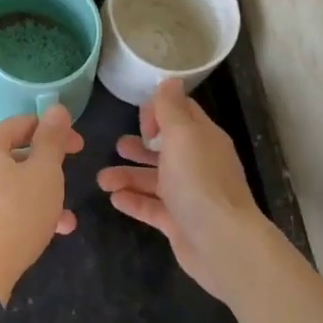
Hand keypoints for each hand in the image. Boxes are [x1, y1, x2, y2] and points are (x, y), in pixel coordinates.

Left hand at [0, 107, 83, 304]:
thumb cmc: (14, 216)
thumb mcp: (44, 174)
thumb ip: (51, 140)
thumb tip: (56, 108)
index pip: (22, 126)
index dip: (54, 133)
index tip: (78, 148)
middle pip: (10, 159)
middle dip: (44, 173)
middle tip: (67, 190)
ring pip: (1, 189)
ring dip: (32, 199)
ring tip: (60, 222)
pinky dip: (11, 216)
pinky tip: (31, 237)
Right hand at [96, 78, 280, 304]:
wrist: (220, 242)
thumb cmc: (199, 180)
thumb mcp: (183, 134)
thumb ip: (171, 108)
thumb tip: (169, 80)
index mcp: (203, 139)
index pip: (181, 115)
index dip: (159, 112)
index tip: (140, 121)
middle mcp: (197, 164)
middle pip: (165, 149)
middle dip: (139, 146)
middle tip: (117, 146)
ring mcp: (188, 195)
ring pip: (153, 180)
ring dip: (127, 176)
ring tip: (102, 180)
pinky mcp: (178, 223)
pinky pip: (152, 208)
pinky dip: (133, 201)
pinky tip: (114, 198)